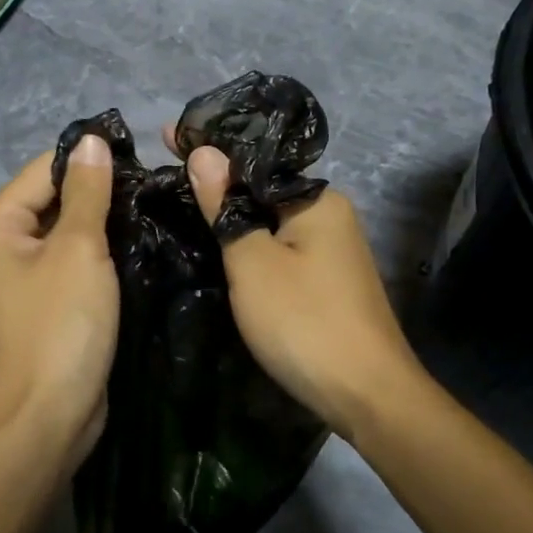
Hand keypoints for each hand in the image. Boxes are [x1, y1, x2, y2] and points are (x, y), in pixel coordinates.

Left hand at [0, 140, 118, 468]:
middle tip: (151, 189)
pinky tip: (133, 248)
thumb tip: (92, 140)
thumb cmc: (60, 325)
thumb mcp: (79, 249)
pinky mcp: (39, 307)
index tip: (138, 160)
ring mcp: (16, 282)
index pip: (41, 171)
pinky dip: (95, 257)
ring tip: (148, 213)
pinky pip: (67, 266)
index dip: (87, 161)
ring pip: (62, 235)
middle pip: (49, 201)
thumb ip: (87, 192)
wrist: (49, 416)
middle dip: (96, 195)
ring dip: (100, 226)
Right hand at [185, 144, 423, 439]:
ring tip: (182, 203)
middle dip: (218, 182)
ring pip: (271, 222)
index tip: (165, 136)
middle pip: (263, 189)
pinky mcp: (328, 282)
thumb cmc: (303, 321)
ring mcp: (333, 251)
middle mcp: (331, 215)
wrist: (367, 395)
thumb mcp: (252, 262)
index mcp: (317, 200)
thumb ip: (226, 207)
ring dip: (233, 215)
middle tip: (165, 173)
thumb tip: (204, 152)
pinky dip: (251, 244)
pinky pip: (281, 249)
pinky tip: (222, 246)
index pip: (253, 161)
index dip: (208, 149)